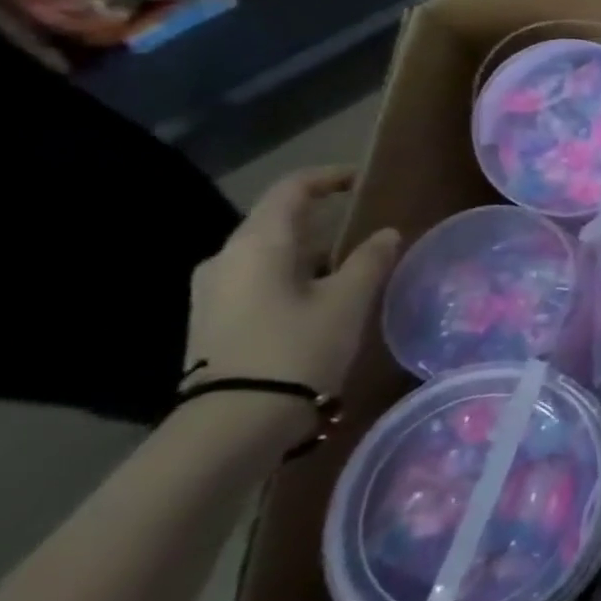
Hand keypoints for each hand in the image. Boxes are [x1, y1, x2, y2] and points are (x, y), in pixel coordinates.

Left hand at [184, 167, 401, 402]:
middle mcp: (226, 259)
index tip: (364, 180)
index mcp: (257, 244)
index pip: (292, 189)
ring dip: (312, 252)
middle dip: (324, 219)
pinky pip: (260, 279)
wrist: (234, 423)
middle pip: (278, 221)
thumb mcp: (348, 301)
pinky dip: (295, 276)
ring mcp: (214, 291)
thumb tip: (386, 233)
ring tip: (354, 267)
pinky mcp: (214, 319)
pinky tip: (324, 298)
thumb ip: (370, 260)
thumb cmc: (297, 348)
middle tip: (367, 229)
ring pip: (271, 254)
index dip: (330, 178)